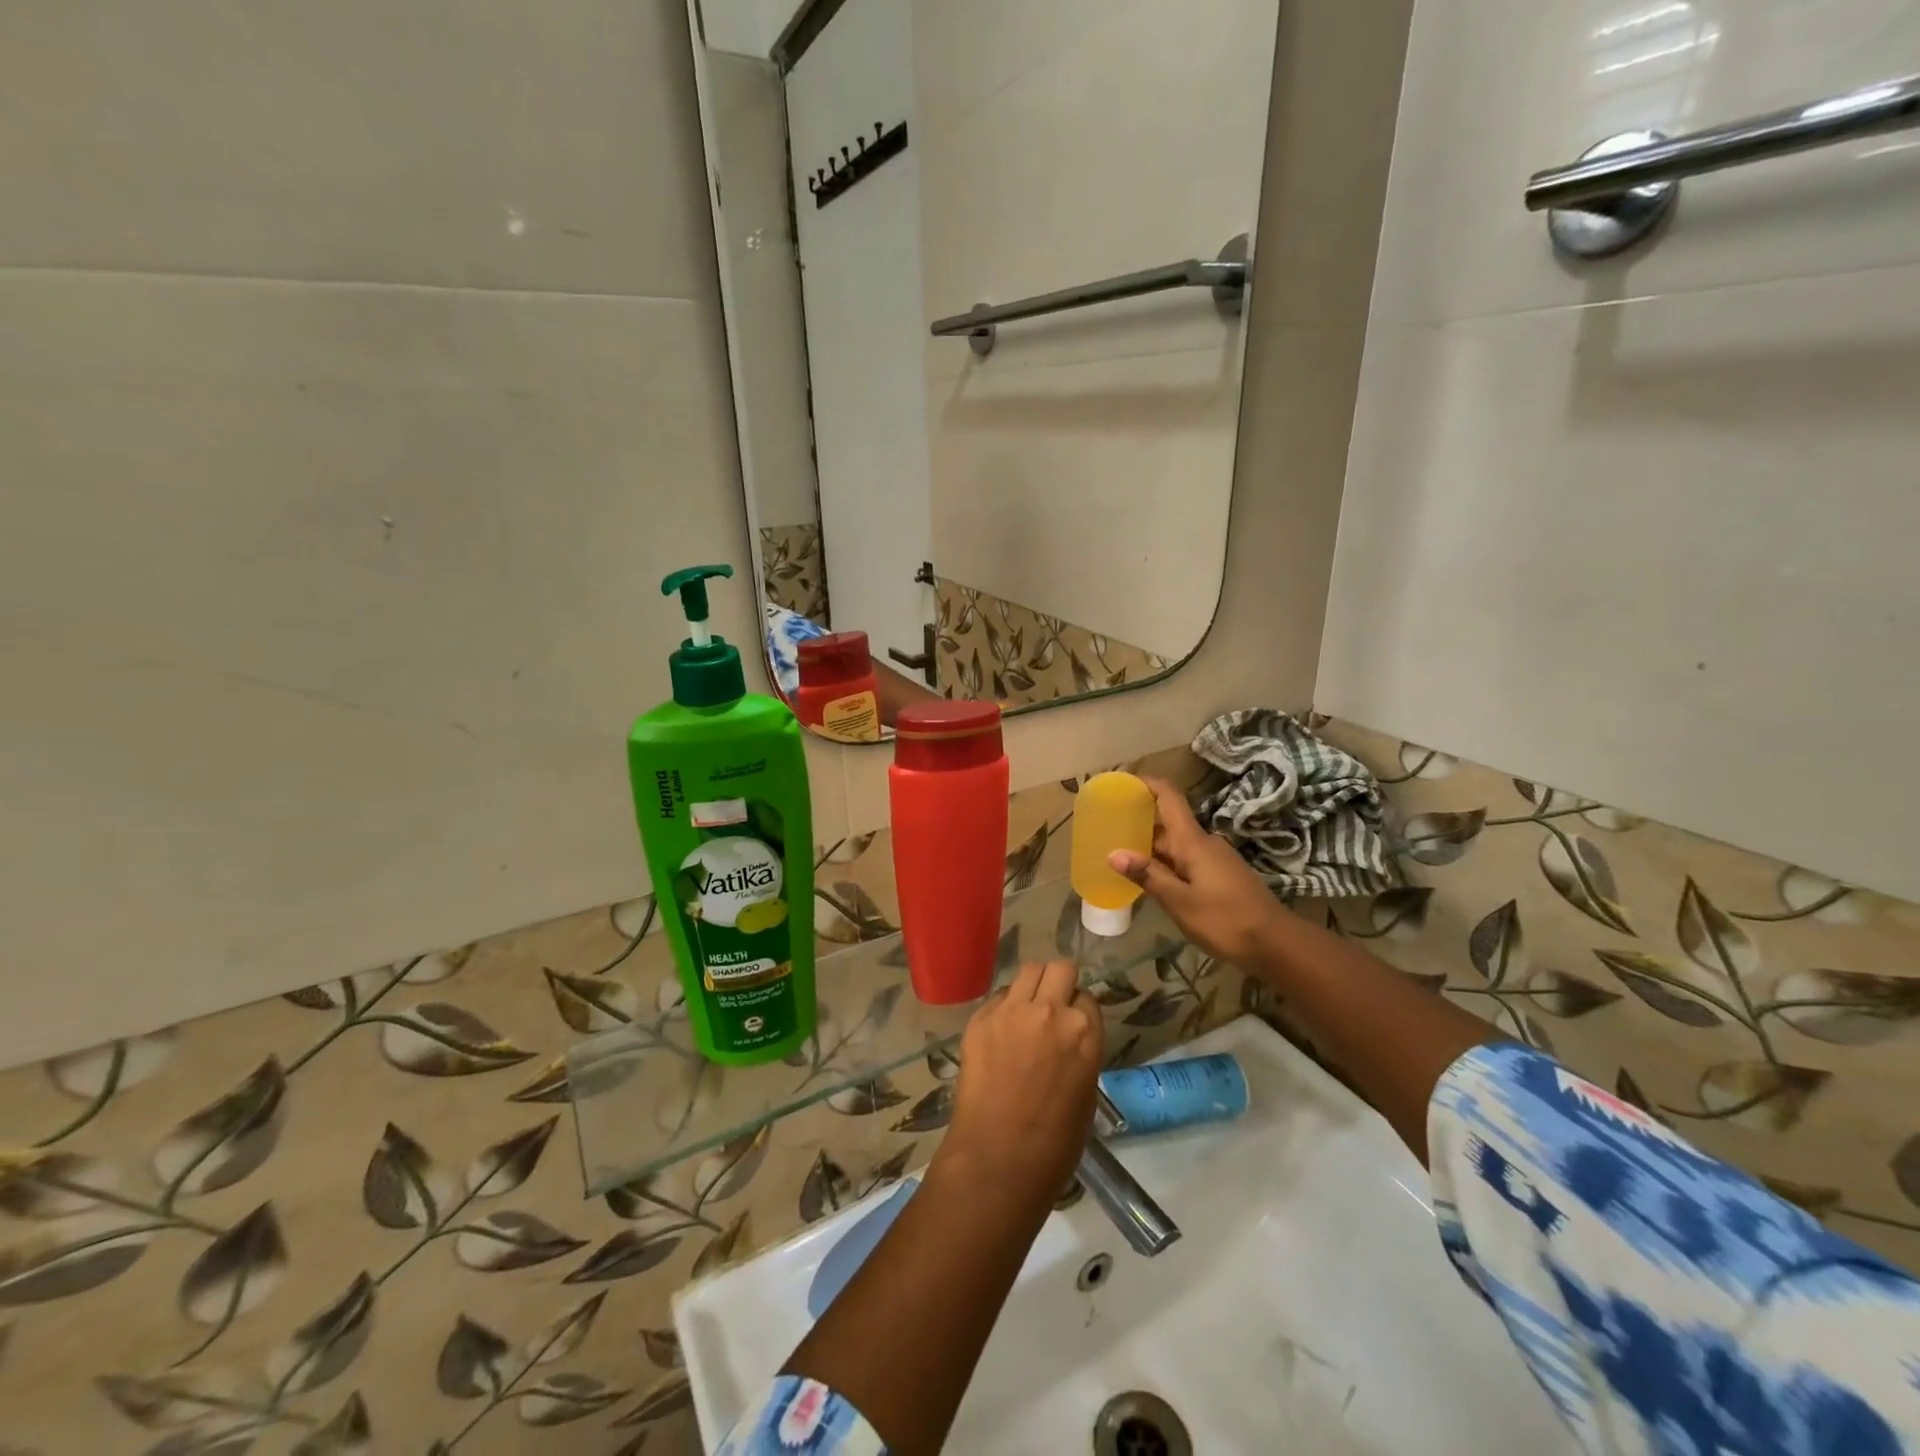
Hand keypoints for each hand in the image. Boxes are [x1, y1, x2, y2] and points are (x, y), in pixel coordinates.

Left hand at [936, 962, 1102, 1206]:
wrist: (997, 1159)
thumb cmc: (1054, 1144)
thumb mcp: (1086, 1094)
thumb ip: (1080, 1053)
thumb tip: (1069, 1041)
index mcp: (1084, 1032)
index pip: (1086, 996)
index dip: (1078, 1008)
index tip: (1071, 1022)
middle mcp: (1050, 1011)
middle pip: (1060, 969)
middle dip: (1059, 983)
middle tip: (1052, 1006)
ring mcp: (1012, 1010)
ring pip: (1028, 971)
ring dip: (1032, 987)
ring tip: (1026, 1011)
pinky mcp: (980, 1018)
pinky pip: (998, 997)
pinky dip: (1003, 1007)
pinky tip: (1000, 1033)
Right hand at [1109, 776, 1287, 965]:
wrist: (1276, 943)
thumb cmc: (1225, 919)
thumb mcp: (1180, 902)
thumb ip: (1148, 876)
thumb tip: (1113, 853)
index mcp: (1193, 841)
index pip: (1169, 797)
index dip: (1146, 784)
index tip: (1122, 783)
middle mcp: (1204, 842)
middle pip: (1168, 823)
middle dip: (1139, 823)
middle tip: (1108, 829)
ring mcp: (1215, 858)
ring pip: (1176, 844)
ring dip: (1151, 847)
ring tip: (1121, 856)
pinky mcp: (1221, 875)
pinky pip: (1187, 859)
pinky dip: (1166, 863)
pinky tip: (1152, 880)